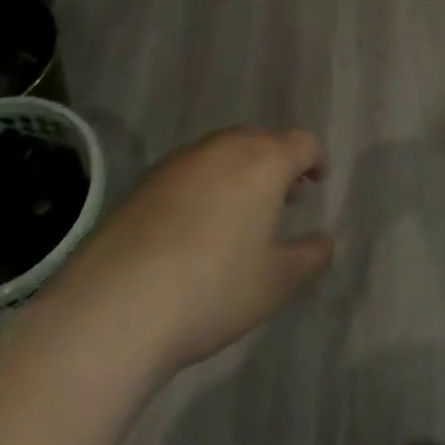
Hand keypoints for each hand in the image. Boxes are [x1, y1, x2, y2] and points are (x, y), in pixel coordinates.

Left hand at [46, 126, 334, 377]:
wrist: (115, 306)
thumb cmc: (213, 289)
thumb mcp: (275, 283)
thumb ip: (310, 257)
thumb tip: (329, 242)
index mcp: (264, 160)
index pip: (302, 142)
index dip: (315, 159)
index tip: (317, 182)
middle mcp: (225, 147)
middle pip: (262, 139)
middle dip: (277, 162)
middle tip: (283, 196)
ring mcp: (181, 160)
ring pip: (223, 151)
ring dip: (240, 170)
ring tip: (241, 211)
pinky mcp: (145, 181)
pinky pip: (191, 170)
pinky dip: (206, 184)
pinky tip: (197, 225)